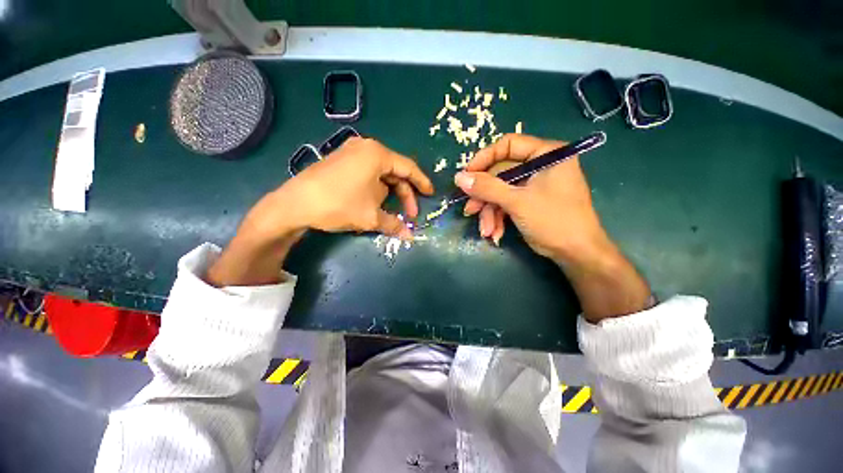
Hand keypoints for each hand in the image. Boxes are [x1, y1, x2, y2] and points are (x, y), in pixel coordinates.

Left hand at [206, 137, 433, 286]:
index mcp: (377, 154)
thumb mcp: (371, 217)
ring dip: (390, 194)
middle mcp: (366, 148)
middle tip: (410, 214)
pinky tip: (374, 204)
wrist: (294, 204)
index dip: (422, 182)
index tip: (430, 194)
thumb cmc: (339, 205)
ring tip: (390, 213)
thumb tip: (410, 237)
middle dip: (404, 194)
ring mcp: (352, 153)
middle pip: (395, 172)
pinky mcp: (342, 161)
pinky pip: (368, 174)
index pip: (408, 168)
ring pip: (382, 174)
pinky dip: (376, 189)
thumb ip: (394, 224)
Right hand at [455, 134, 650, 320]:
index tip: (466, 176)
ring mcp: (534, 184)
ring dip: (490, 212)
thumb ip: (486, 187)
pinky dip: (498, 217)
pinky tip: (495, 232)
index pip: (508, 145)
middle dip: (485, 196)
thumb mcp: (516, 202)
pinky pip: (507, 202)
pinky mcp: (529, 200)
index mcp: (546, 153)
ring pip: (501, 191)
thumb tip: (459, 177)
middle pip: (501, 172)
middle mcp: (540, 164)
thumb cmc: (553, 221)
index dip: (484, 159)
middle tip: (470, 209)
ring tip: (486, 230)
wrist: (576, 253)